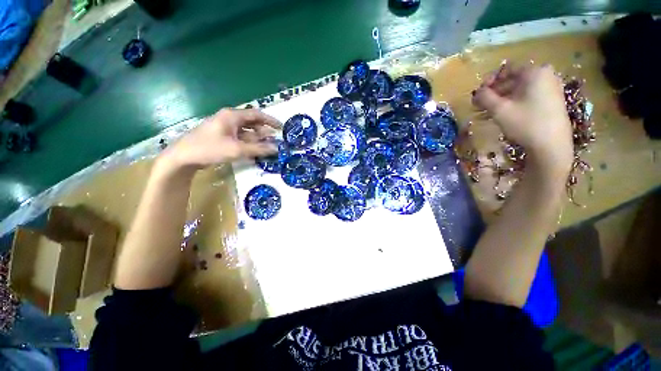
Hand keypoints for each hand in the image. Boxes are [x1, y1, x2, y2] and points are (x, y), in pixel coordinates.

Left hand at [160, 108, 280, 170]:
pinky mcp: (221, 136)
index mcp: (232, 116)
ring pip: (246, 131)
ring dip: (257, 139)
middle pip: (252, 123)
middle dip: (265, 131)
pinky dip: (249, 143)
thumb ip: (258, 149)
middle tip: (276, 140)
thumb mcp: (237, 149)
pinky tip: (255, 150)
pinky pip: (240, 137)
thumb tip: (276, 149)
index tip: (281, 128)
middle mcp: (229, 119)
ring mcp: (225, 128)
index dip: (270, 121)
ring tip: (268, 147)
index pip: (257, 115)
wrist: (183, 157)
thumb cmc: (210, 148)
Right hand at [472, 63, 572, 177]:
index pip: (507, 69)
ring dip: (501, 100)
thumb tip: (477, 92)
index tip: (479, 94)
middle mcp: (545, 75)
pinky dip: (513, 104)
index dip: (489, 80)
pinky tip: (502, 115)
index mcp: (535, 72)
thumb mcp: (499, 109)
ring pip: (519, 90)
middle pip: (513, 79)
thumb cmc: (525, 123)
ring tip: (487, 113)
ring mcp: (550, 88)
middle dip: (494, 92)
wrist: (552, 146)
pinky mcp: (551, 101)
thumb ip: (484, 97)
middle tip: (480, 105)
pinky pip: (527, 97)